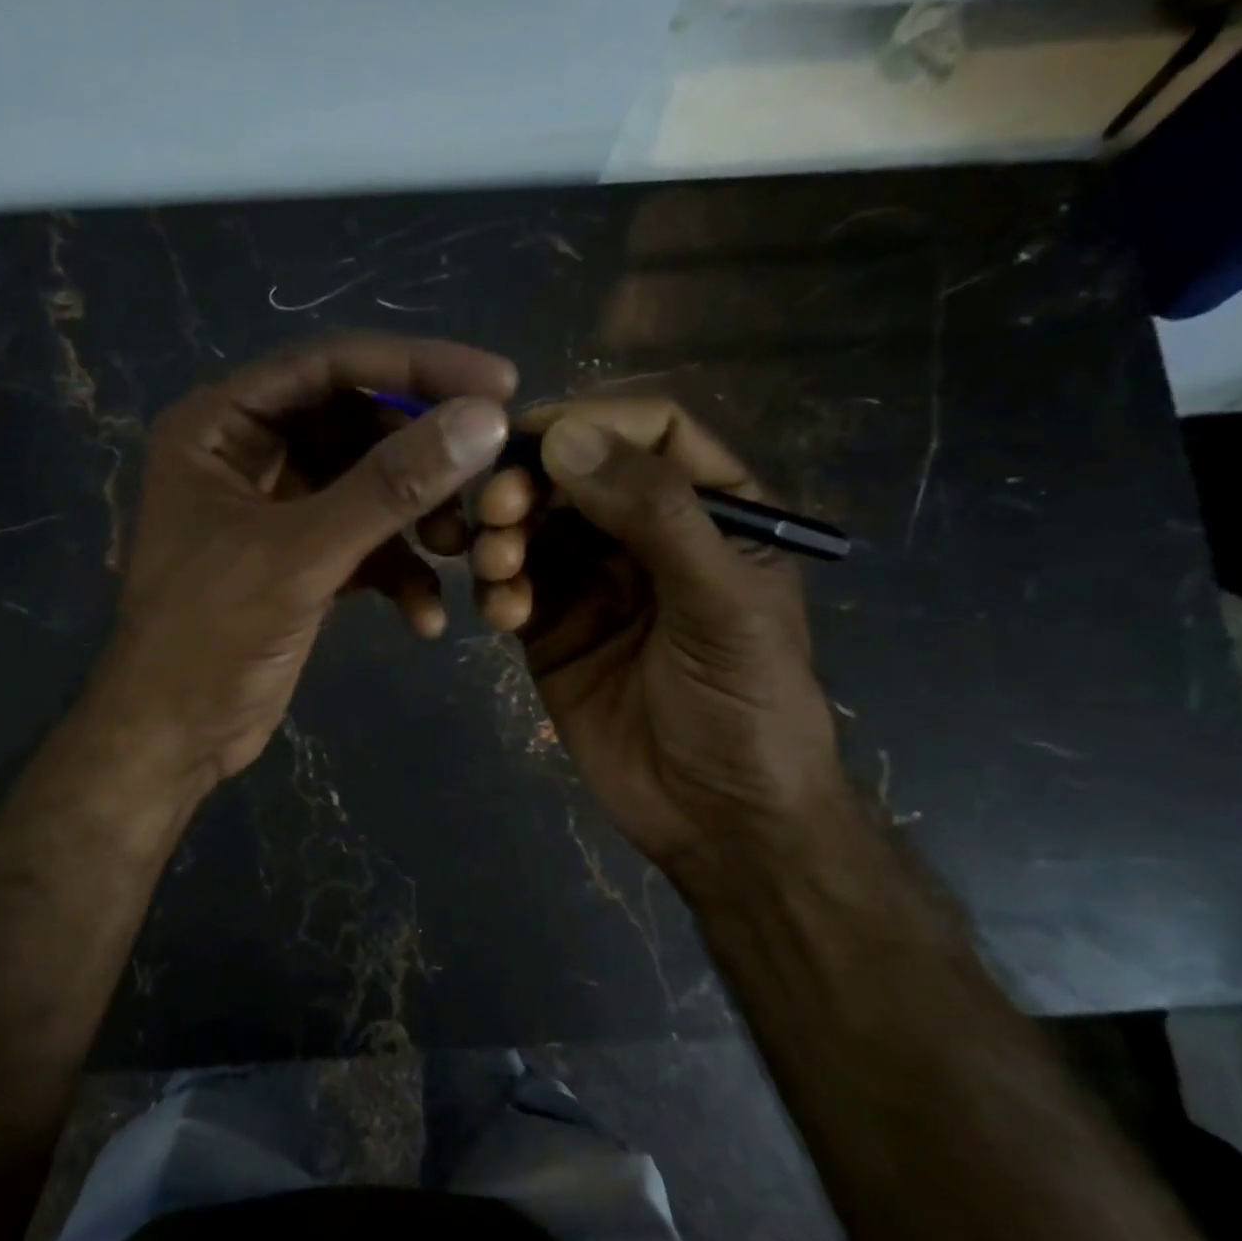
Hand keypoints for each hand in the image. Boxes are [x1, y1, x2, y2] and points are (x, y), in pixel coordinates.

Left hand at [101, 333, 514, 784]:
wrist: (174, 738)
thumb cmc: (210, 637)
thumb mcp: (300, 556)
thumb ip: (389, 486)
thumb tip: (484, 419)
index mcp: (218, 426)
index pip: (327, 365)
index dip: (414, 366)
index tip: (499, 381)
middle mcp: (245, 455)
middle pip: (354, 423)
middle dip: (421, 455)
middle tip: (491, 471)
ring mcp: (275, 509)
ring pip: (366, 486)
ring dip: (416, 518)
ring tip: (458, 549)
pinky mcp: (299, 560)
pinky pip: (362, 542)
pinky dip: (397, 572)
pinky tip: (424, 617)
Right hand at [470, 397, 849, 890]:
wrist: (716, 818)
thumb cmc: (745, 706)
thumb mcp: (718, 603)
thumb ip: (653, 514)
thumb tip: (564, 437)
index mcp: (710, 511)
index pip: (651, 432)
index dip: (590, 422)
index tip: (527, 438)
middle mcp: (646, 535)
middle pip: (575, 474)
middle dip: (530, 485)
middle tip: (497, 510)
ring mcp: (593, 582)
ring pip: (532, 527)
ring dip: (504, 537)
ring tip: (498, 569)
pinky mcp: (551, 627)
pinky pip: (511, 585)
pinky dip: (496, 589)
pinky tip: (502, 616)